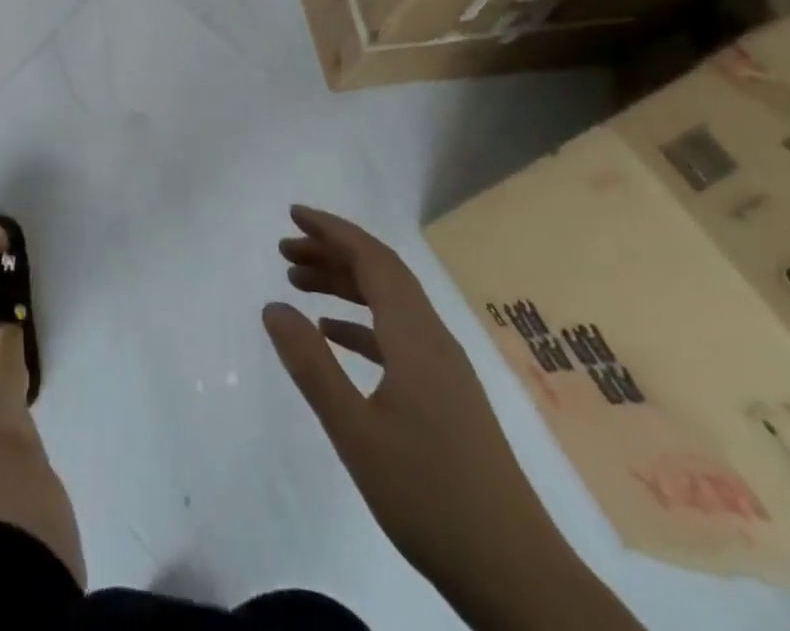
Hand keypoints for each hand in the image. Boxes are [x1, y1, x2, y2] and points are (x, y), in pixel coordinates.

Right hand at [261, 207, 578, 603]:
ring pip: (389, 303)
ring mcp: (444, 368)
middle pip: (381, 273)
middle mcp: (433, 339)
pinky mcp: (446, 395)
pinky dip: (361, 323)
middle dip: (332, 252)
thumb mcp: (356, 432)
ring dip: (344, 284)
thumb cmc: (430, 497)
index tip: (293, 214)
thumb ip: (312, 364)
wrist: (517, 576)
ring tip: (298, 282)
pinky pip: (396, 335)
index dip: (333, 230)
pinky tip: (334, 335)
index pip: (373, 259)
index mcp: (415, 336)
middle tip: (284, 249)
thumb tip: (273, 306)